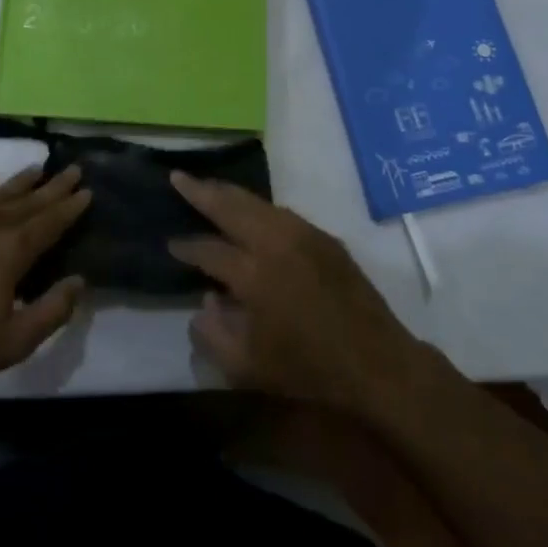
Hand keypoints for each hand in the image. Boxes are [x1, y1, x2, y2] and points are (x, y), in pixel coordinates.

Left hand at [0, 164, 90, 383]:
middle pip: (29, 199)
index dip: (71, 207)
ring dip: (21, 180)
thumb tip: (79, 281)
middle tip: (73, 169)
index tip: (87, 191)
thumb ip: (51, 312)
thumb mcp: (11, 342)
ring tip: (39, 168)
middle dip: (54, 186)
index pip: (51, 222)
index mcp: (13, 250)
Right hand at [167, 172, 422, 413]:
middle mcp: (276, 243)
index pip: (209, 250)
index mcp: (253, 274)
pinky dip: (257, 206)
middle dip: (200, 191)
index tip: (171, 245)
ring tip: (208, 186)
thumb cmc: (308, 369)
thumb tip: (204, 301)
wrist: (376, 363)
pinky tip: (249, 209)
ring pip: (257, 202)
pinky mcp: (324, 238)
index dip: (186, 247)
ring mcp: (303, 235)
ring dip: (229, 193)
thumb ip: (213, 333)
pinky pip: (281, 211)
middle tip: (178, 177)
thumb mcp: (246, 367)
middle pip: (231, 206)